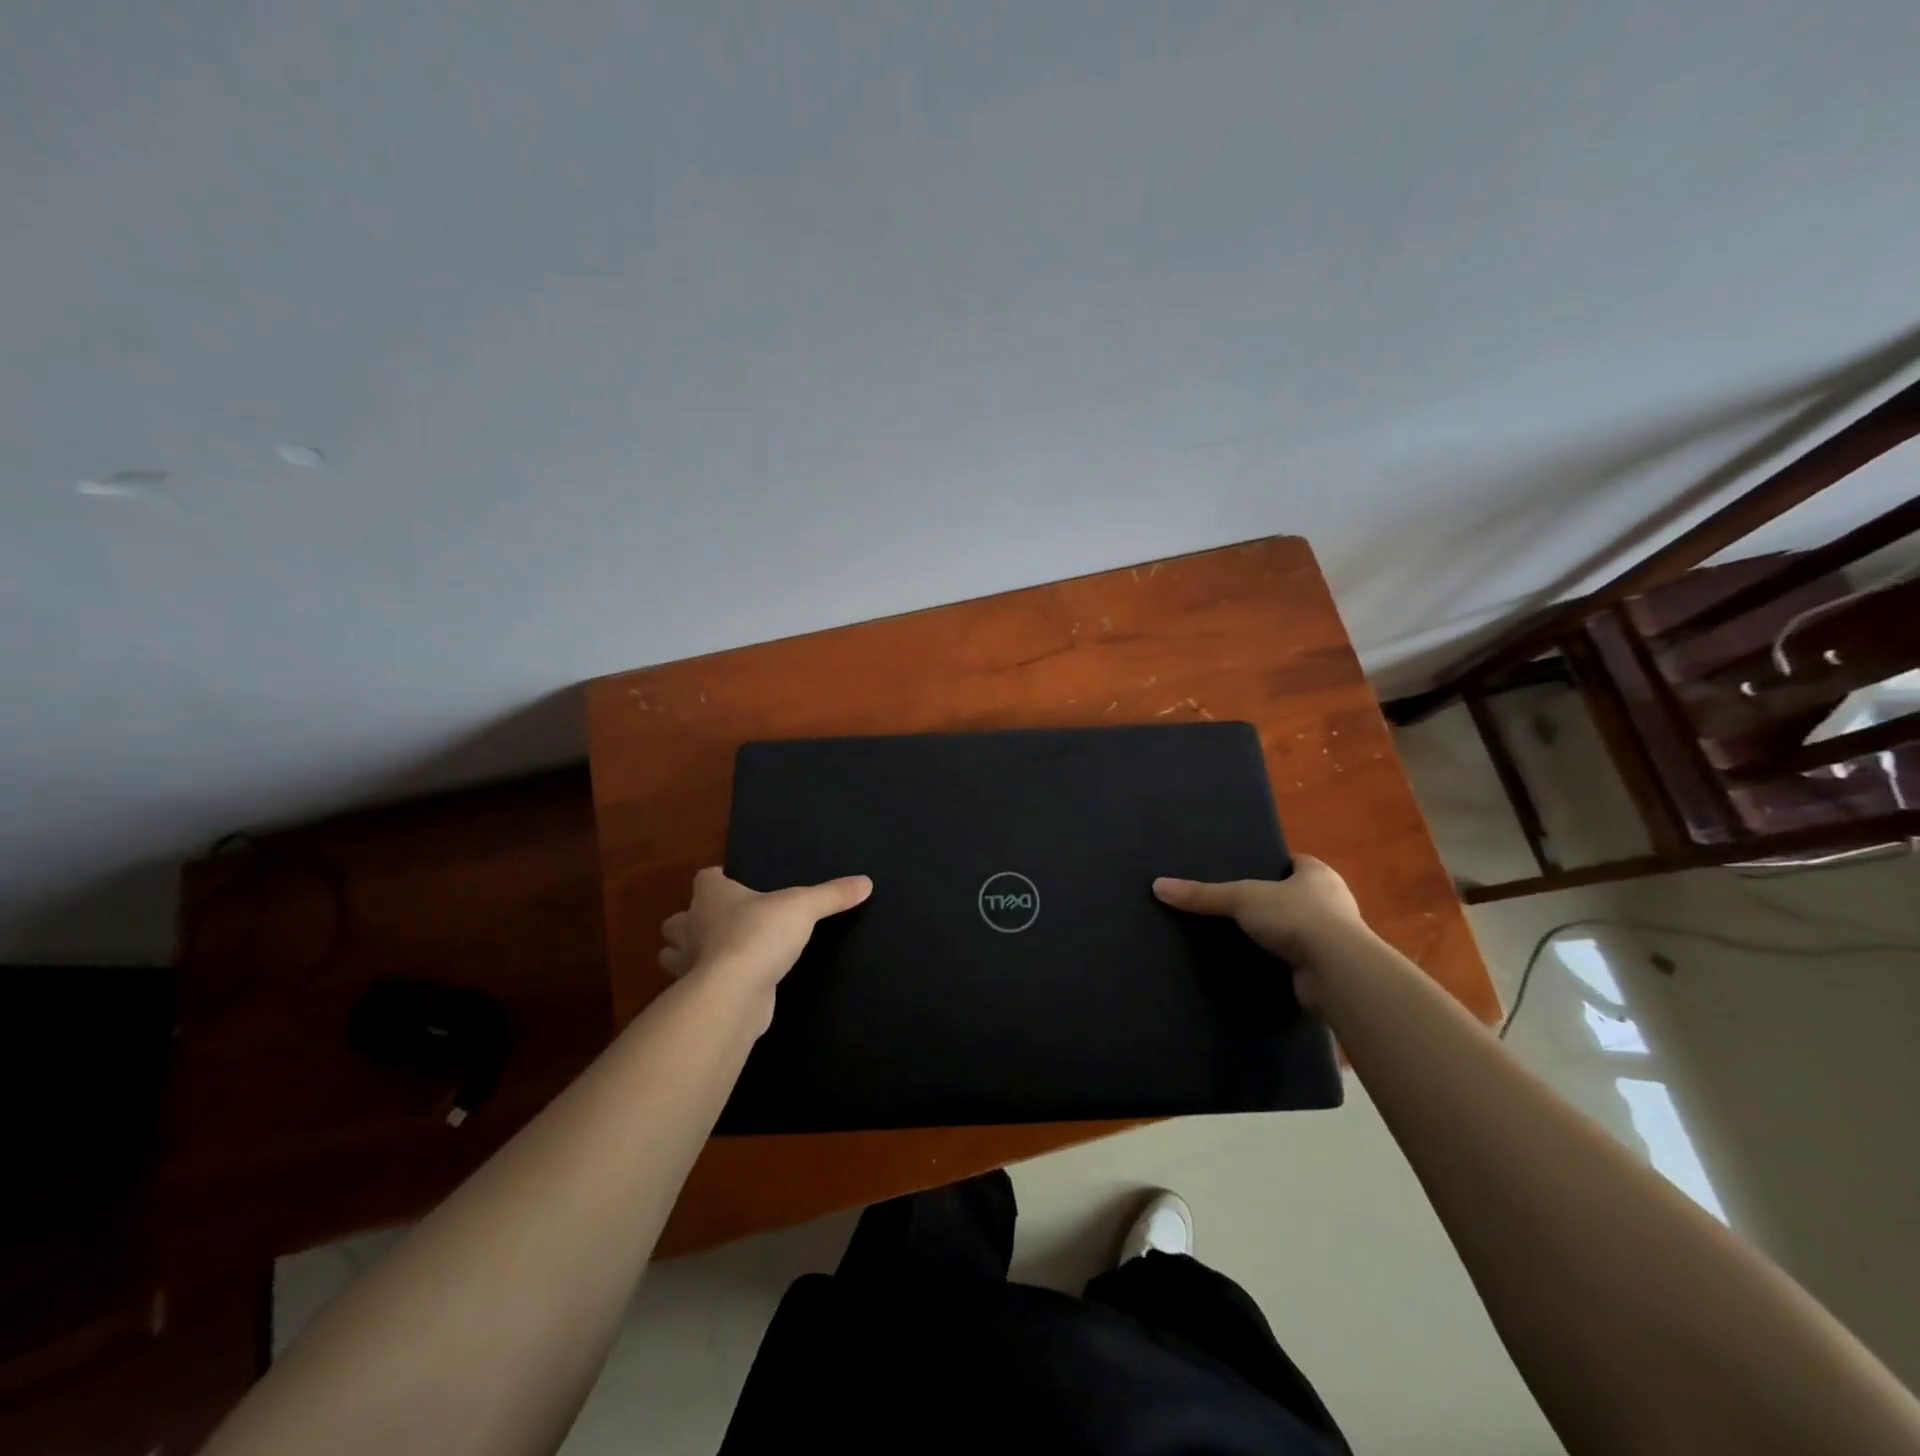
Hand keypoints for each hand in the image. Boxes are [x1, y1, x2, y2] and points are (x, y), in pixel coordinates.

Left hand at [659, 867, 872, 994]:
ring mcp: (688, 963)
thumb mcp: (804, 907)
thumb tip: (866, 882)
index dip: (718, 879)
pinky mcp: (696, 994)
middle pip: (679, 918)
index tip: (734, 884)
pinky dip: (704, 984)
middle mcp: (691, 925)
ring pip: (674, 954)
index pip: (705, 878)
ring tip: (717, 955)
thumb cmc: (759, 935)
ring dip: (688, 954)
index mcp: (711, 896)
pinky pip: (694, 984)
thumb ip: (832, 894)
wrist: (734, 993)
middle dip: (692, 921)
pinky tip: (728, 985)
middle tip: (721, 924)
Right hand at [1152, 856, 1369, 1005]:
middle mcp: (1333, 902)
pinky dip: (1283, 962)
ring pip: (1300, 929)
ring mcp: (1336, 938)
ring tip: (1243, 938)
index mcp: (1319, 874)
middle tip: (1238, 907)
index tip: (1247, 873)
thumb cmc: (1295, 917)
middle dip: (1274, 901)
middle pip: (1297, 896)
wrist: (1336, 971)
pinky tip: (1259, 966)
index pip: (1295, 863)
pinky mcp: (1331, 968)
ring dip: (1280, 935)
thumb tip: (1158, 886)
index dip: (1273, 866)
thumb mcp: (1241, 898)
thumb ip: (1202, 895)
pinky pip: (1301, 959)